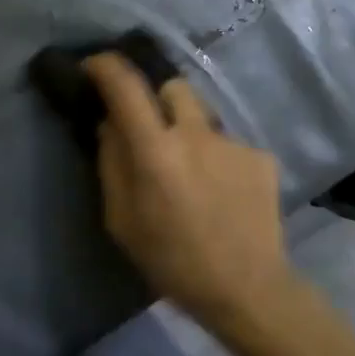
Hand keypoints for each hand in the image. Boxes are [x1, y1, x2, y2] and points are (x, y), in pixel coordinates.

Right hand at [82, 53, 293, 330]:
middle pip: (171, 86)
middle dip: (155, 98)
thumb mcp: (121, 220)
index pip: (125, 85)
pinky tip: (221, 191)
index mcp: (155, 151)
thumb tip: (110, 125)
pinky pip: (227, 143)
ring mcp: (233, 142)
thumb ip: (111, 164)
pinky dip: (217, 158)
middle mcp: (195, 134)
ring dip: (188, 130)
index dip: (105, 66)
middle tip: (150, 127)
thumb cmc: (172, 261)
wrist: (248, 290)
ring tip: (191, 170)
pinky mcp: (260, 156)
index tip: (93, 67)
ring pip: (202, 115)